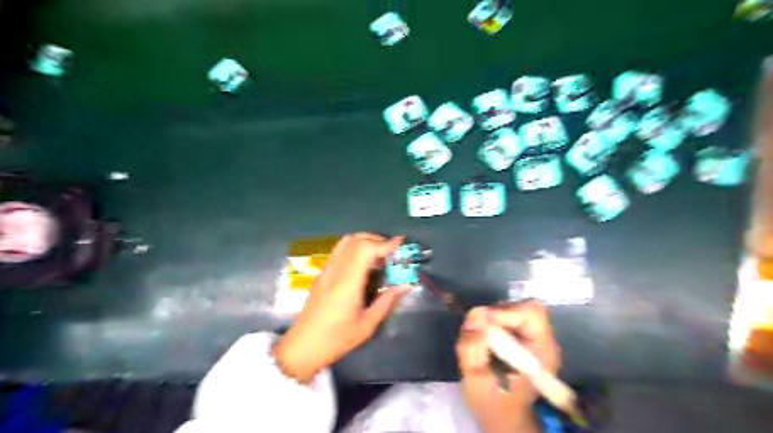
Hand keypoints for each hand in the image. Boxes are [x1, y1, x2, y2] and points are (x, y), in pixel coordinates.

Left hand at [274, 234, 413, 382]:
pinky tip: (364, 262)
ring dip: (366, 240)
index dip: (385, 243)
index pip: (366, 249)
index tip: (401, 244)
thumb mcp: (367, 324)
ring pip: (347, 241)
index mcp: (348, 282)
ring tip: (380, 253)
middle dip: (378, 239)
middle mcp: (336, 270)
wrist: (303, 345)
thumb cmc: (337, 339)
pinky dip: (355, 246)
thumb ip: (387, 301)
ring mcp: (327, 269)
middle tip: (394, 250)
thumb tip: (406, 285)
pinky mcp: (322, 273)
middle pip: (357, 240)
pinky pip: (340, 250)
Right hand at [455, 301, 558, 432]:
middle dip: (495, 315)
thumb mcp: (476, 382)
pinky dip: (492, 323)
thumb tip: (474, 315)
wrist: (504, 417)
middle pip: (521, 308)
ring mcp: (534, 337)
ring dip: (492, 319)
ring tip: (479, 338)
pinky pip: (506, 317)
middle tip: (476, 332)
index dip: (504, 312)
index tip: (481, 323)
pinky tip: (485, 341)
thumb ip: (472, 349)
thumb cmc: (492, 403)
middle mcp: (543, 340)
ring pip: (513, 309)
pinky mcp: (523, 337)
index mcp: (542, 352)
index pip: (531, 313)